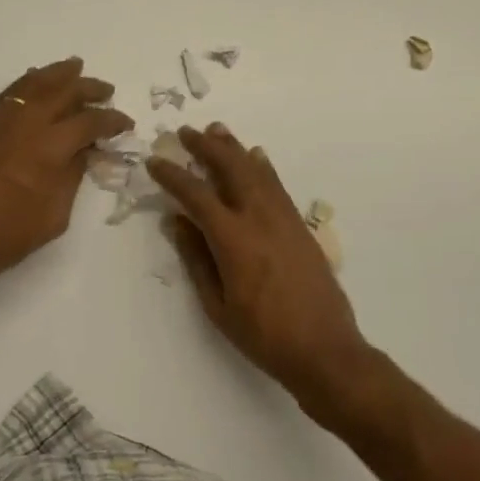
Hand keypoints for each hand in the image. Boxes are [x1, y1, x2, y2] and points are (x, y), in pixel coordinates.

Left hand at [0, 57, 132, 291]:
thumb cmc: (4, 237)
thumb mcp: (53, 216)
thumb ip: (71, 178)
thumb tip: (82, 152)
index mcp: (49, 149)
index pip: (89, 123)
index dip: (111, 121)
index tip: (125, 123)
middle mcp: (26, 125)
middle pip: (63, 92)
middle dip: (88, 88)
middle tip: (106, 92)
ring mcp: (0, 121)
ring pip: (33, 84)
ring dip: (58, 74)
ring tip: (75, 68)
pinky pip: (10, 93)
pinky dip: (28, 82)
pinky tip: (37, 83)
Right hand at [147, 124, 372, 402]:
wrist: (325, 349)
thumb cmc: (263, 335)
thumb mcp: (217, 305)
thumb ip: (196, 259)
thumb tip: (177, 221)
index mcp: (233, 239)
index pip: (196, 195)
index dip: (172, 175)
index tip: (155, 161)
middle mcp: (260, 218)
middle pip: (231, 169)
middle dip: (206, 147)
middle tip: (186, 132)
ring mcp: (285, 219)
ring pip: (257, 170)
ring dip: (235, 148)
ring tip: (217, 131)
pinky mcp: (301, 226)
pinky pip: (278, 185)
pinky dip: (263, 167)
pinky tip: (257, 158)